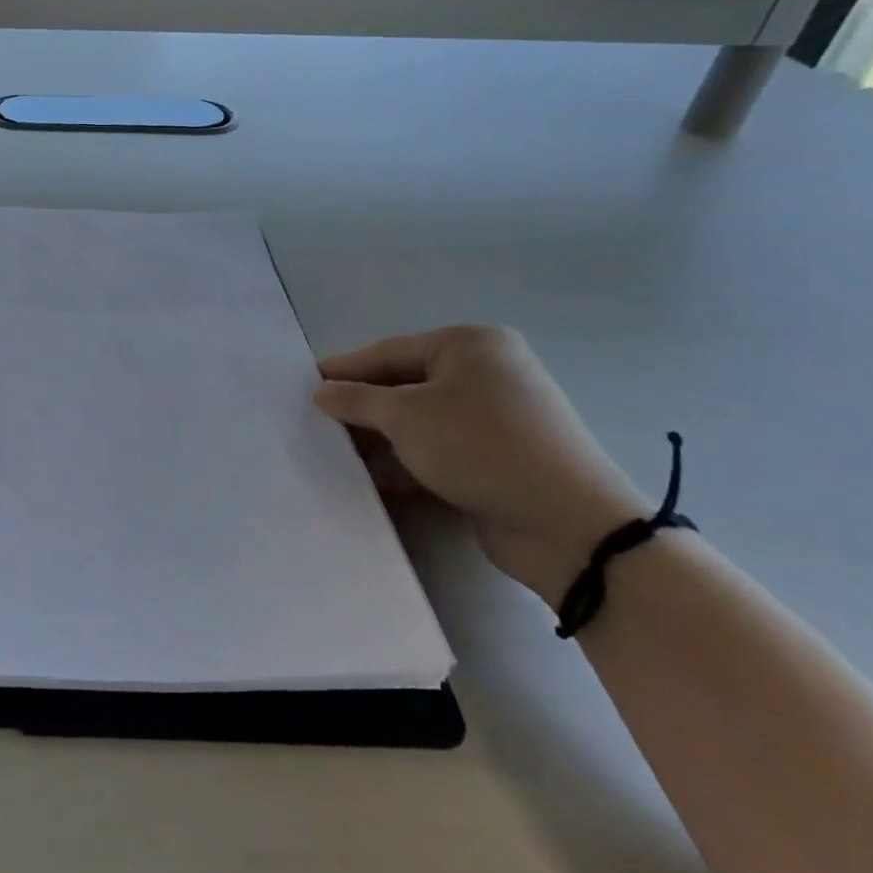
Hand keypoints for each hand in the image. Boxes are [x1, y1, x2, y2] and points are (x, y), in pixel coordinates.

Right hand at [315, 325, 648, 602]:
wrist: (568, 526)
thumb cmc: (479, 446)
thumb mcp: (405, 416)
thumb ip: (356, 400)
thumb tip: (321, 391)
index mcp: (470, 345)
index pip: (389, 352)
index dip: (344, 369)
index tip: (304, 384)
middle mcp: (486, 374)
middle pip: (404, 386)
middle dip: (361, 407)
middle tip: (316, 421)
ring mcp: (496, 418)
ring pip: (420, 421)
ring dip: (380, 438)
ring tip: (335, 452)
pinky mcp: (499, 459)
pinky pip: (439, 450)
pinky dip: (406, 460)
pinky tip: (372, 478)